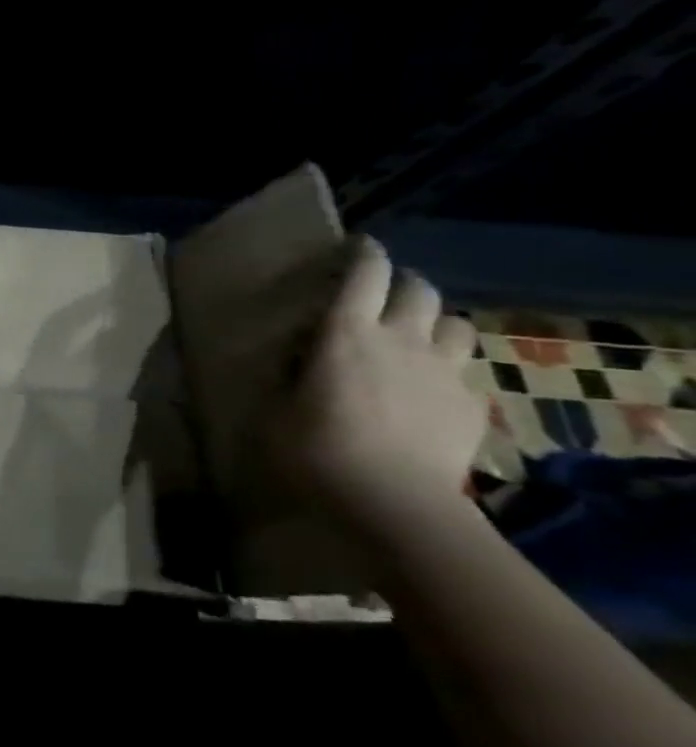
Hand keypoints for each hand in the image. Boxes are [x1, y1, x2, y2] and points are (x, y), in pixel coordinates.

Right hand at [267, 237, 485, 543]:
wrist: (393, 501)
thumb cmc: (316, 448)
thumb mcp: (277, 407)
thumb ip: (290, 374)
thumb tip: (296, 359)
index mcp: (346, 332)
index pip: (365, 274)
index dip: (365, 253)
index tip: (360, 246)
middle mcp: (400, 339)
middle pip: (419, 289)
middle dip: (404, 283)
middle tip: (387, 293)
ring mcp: (443, 371)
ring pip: (455, 324)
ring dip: (436, 322)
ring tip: (420, 335)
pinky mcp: (470, 404)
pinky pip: (466, 370)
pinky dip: (450, 367)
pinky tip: (433, 386)